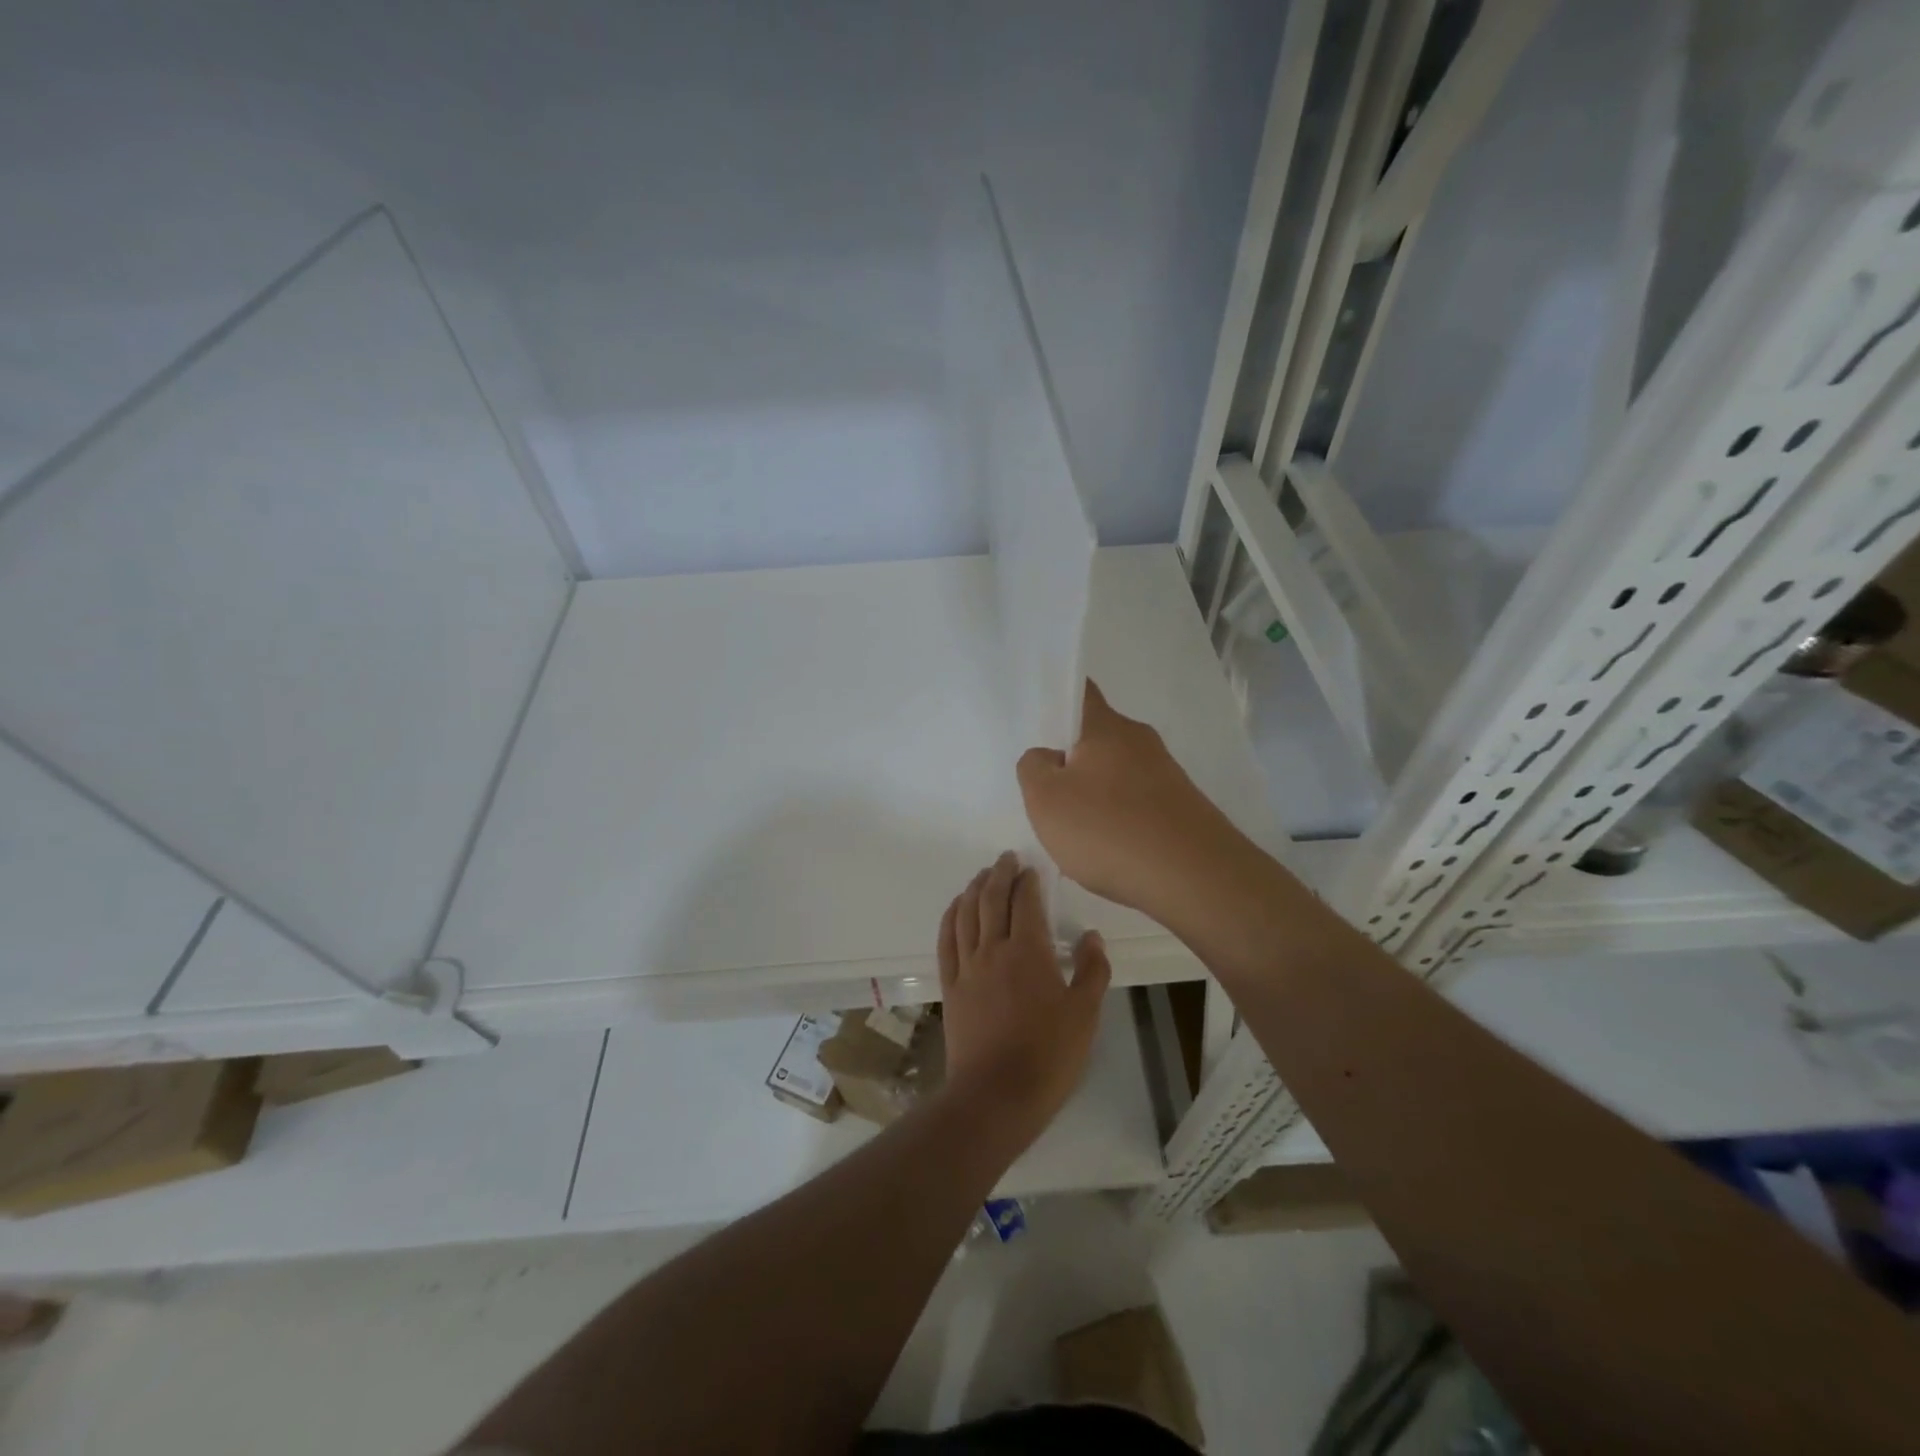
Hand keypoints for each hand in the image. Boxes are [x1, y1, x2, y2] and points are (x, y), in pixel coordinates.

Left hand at [937, 852, 1109, 1142]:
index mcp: (1028, 952)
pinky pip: (946, 941)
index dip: (1027, 881)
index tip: (1031, 868)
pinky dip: (950, 917)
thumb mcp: (1085, 1015)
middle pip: (990, 899)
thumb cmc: (1048, 1056)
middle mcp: (993, 949)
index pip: (1025, 902)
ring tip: (982, 875)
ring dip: (973, 889)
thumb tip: (1090, 936)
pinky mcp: (950, 986)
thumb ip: (1092, 971)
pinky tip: (955, 908)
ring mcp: (967, 967)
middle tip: (1005, 858)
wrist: (996, 1096)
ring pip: (965, 914)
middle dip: (999, 874)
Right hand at [1016, 680, 1247, 923]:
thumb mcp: (1045, 799)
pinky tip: (1110, 854)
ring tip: (1077, 836)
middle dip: (1071, 763)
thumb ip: (1033, 768)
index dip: (1059, 701)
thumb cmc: (1109, 829)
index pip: (1081, 692)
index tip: (1040, 725)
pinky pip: (1136, 806)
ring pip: (1115, 776)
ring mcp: (1166, 775)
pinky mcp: (1181, 808)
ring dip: (1094, 798)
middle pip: (1095, 740)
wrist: (1194, 878)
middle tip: (1046, 795)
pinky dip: (1118, 823)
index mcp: (1106, 727)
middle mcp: (1140, 741)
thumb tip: (1049, 758)